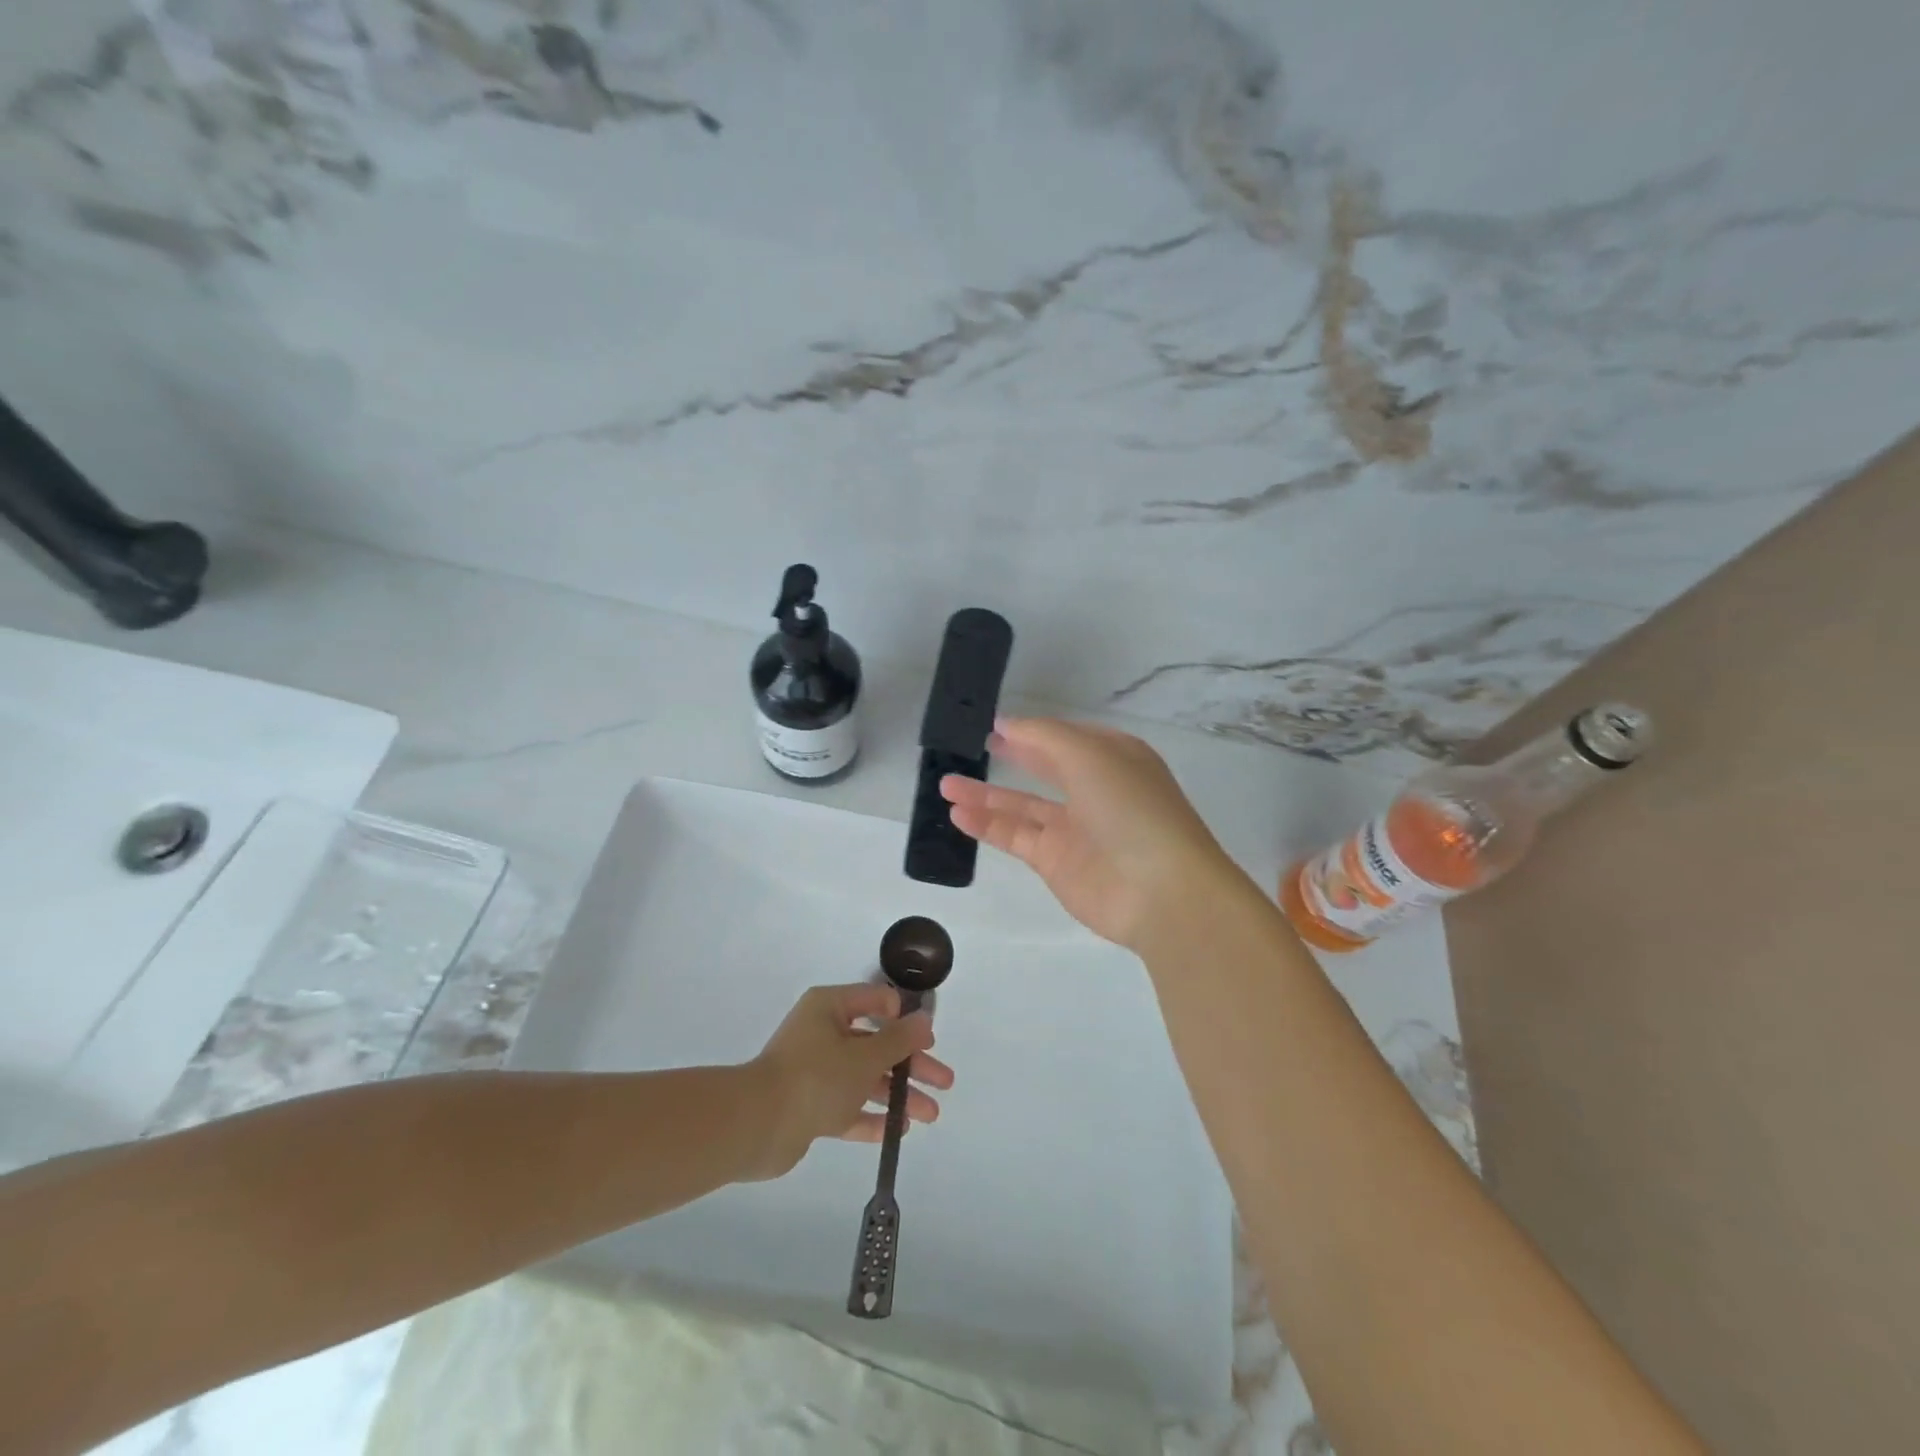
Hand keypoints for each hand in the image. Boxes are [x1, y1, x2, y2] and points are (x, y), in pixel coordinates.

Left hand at [745, 983, 952, 1180]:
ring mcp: (815, 1072)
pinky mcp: (810, 1107)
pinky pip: (849, 1107)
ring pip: (866, 1077)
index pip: (875, 1001)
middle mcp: (822, 1034)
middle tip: (944, 1082)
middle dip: (912, 1063)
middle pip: (876, 1044)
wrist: (756, 1125)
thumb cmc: (815, 1077)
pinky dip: (873, 1116)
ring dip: (898, 1093)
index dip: (904, 1017)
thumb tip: (924, 1019)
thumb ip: (899, 1039)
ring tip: (931, 1114)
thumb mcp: (865, 1056)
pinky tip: (900, 1128)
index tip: (928, 1039)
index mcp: (830, 1008)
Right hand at [941, 716, 1240, 950]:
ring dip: (986, 794)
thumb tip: (1005, 724)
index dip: (1031, 731)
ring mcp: (1075, 829)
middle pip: (1043, 768)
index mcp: (1114, 757)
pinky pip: (1015, 836)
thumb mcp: (1089, 755)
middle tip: (970, 748)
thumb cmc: (1130, 808)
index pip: (1065, 737)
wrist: (1161, 891)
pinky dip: (987, 825)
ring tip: (945, 784)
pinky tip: (957, 813)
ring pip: (1022, 805)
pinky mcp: (1056, 863)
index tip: (993, 726)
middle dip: (1009, 758)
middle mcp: (1094, 790)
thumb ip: (1042, 736)